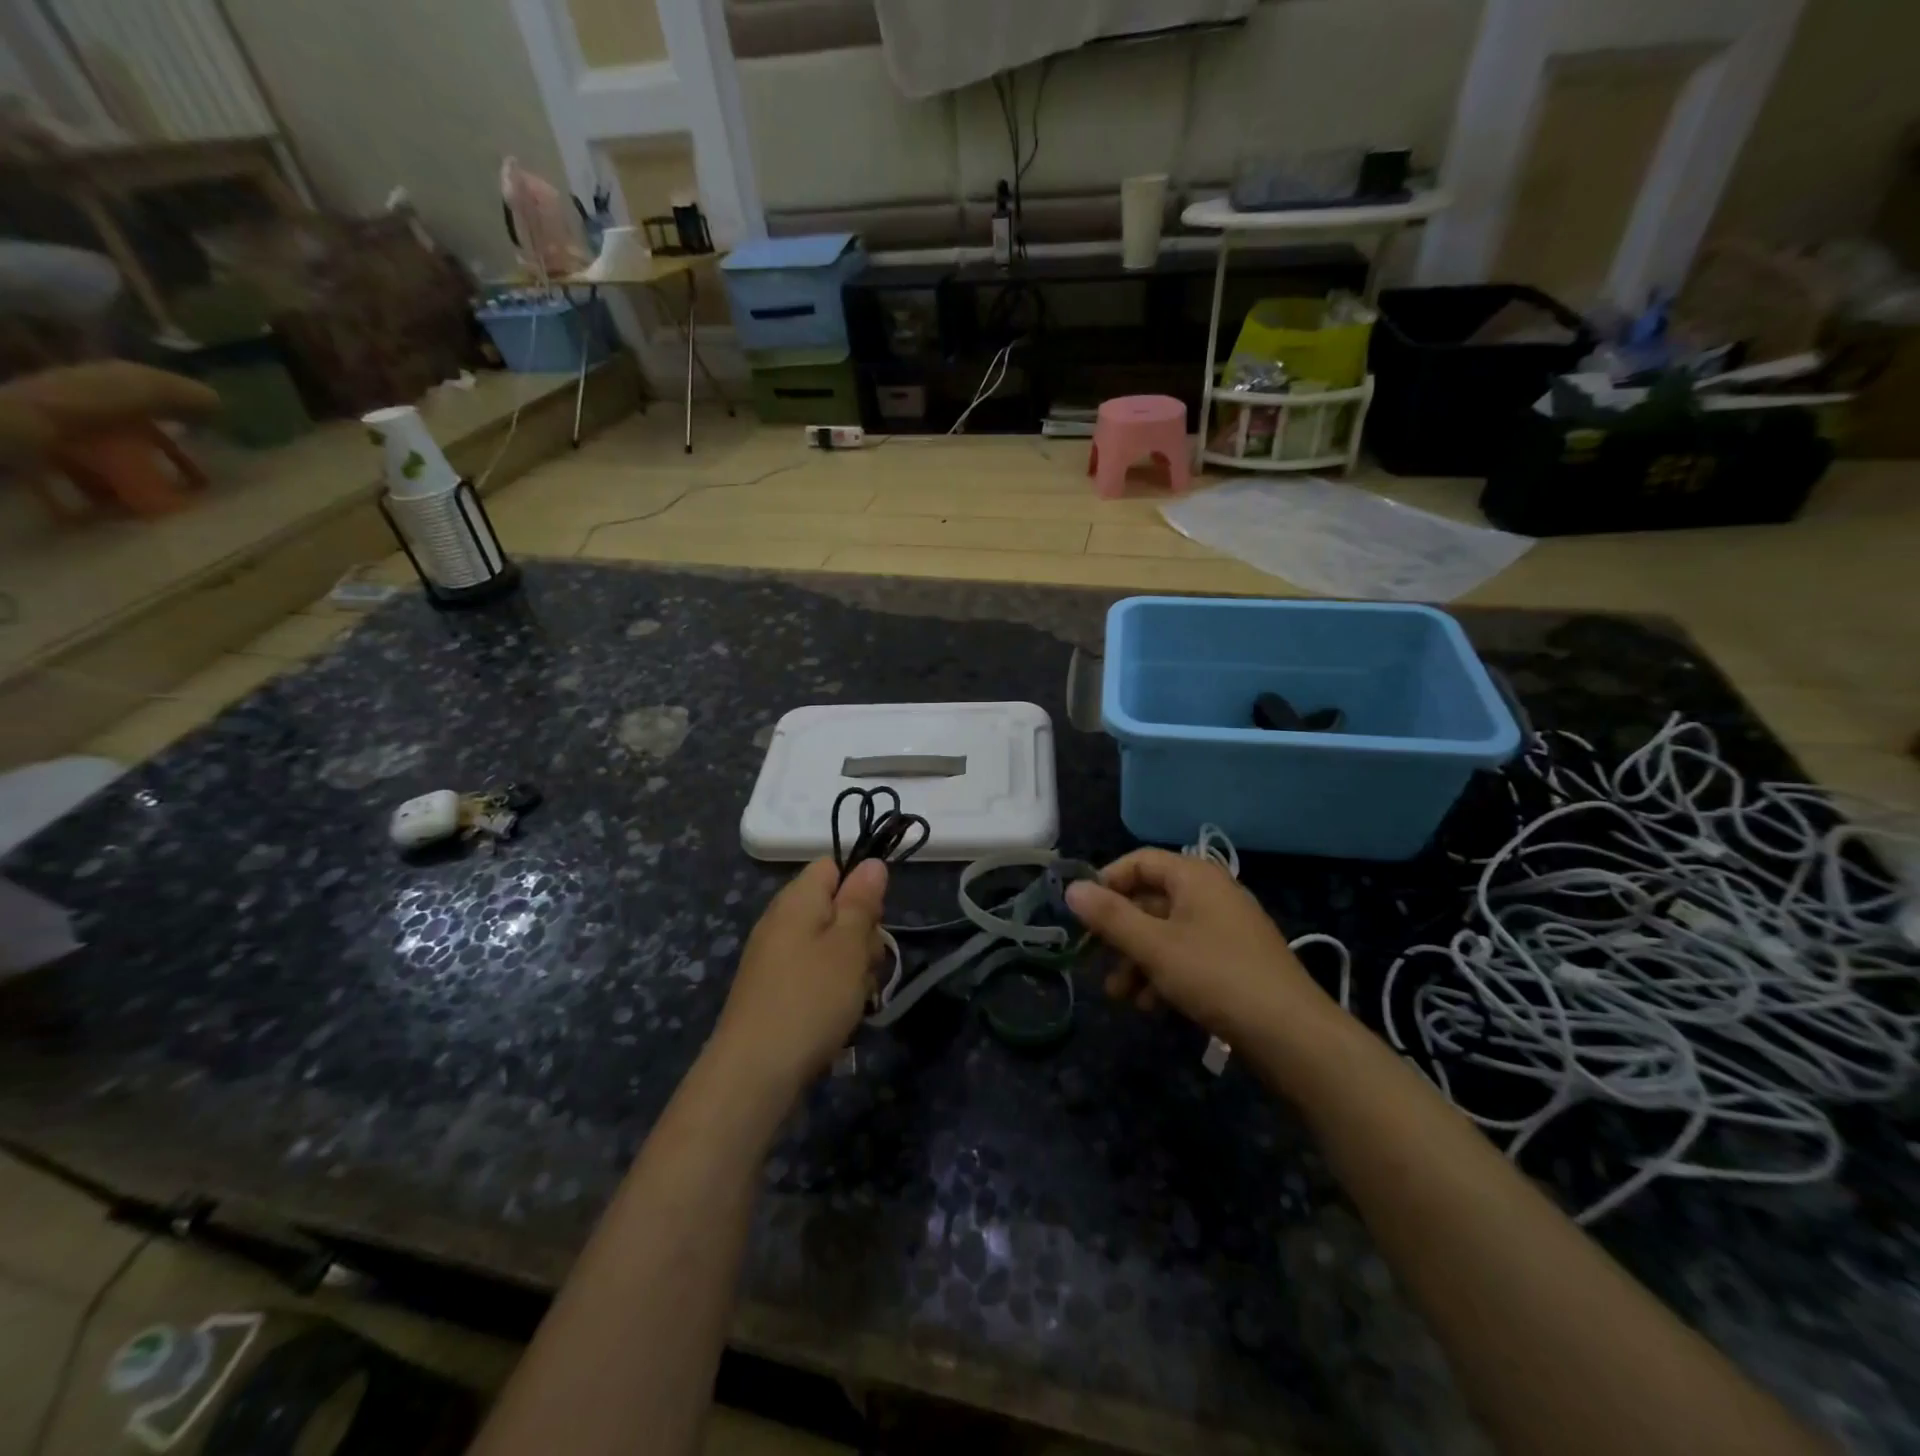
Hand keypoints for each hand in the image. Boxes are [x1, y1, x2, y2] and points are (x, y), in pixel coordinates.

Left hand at [711, 858, 887, 1097]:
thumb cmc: (810, 999)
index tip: (874, 920)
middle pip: (835, 909)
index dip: (860, 887)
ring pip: (830, 947)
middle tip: (867, 966)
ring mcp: (774, 958)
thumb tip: (871, 863)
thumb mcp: (849, 945)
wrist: (754, 1073)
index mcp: (797, 899)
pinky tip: (840, 1018)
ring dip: (852, 969)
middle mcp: (781, 921)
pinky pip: (814, 977)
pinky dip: (832, 992)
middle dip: (862, 936)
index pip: (832, 867)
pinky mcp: (773, 992)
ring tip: (857, 1000)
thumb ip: (862, 902)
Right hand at [1065, 848, 1336, 1043]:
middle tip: (1093, 958)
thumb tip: (1072, 889)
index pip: (1140, 861)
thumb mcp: (1154, 946)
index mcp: (1195, 877)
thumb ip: (1110, 917)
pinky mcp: (1234, 961)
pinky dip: (1164, 974)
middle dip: (1119, 932)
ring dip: (1137, 960)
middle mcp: (1211, 894)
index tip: (1083, 914)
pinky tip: (1151, 1006)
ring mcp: (1226, 929)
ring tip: (1119, 995)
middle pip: (1151, 900)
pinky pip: (1187, 956)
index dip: (1107, 882)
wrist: (1292, 1035)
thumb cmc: (1216, 976)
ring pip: (1166, 933)